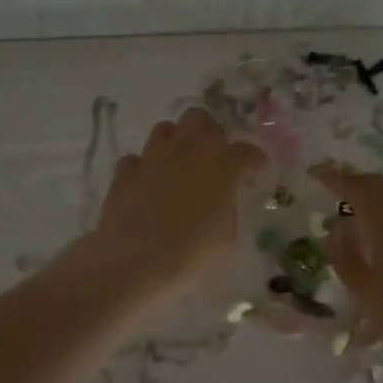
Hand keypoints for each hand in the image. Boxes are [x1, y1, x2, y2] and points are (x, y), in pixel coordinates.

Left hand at [85, 108, 266, 302]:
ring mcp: (152, 157)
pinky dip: (144, 167)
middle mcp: (187, 151)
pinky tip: (147, 182)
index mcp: (221, 166)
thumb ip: (227, 209)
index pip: (245, 151)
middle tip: (214, 156)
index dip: (254, 159)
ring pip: (166, 129)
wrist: (136, 262)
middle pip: (200, 119)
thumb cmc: (191, 253)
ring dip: (176, 142)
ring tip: (179, 163)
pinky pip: (136, 158)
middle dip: (210, 133)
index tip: (257, 167)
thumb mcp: (226, 238)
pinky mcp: (125, 172)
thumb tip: (221, 201)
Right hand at [312, 165, 382, 359]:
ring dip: (379, 192)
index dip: (334, 179)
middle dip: (358, 183)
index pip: (354, 187)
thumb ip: (344, 257)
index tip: (316, 174)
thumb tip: (334, 233)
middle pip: (380, 183)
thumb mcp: (364, 289)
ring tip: (361, 208)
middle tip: (337, 191)